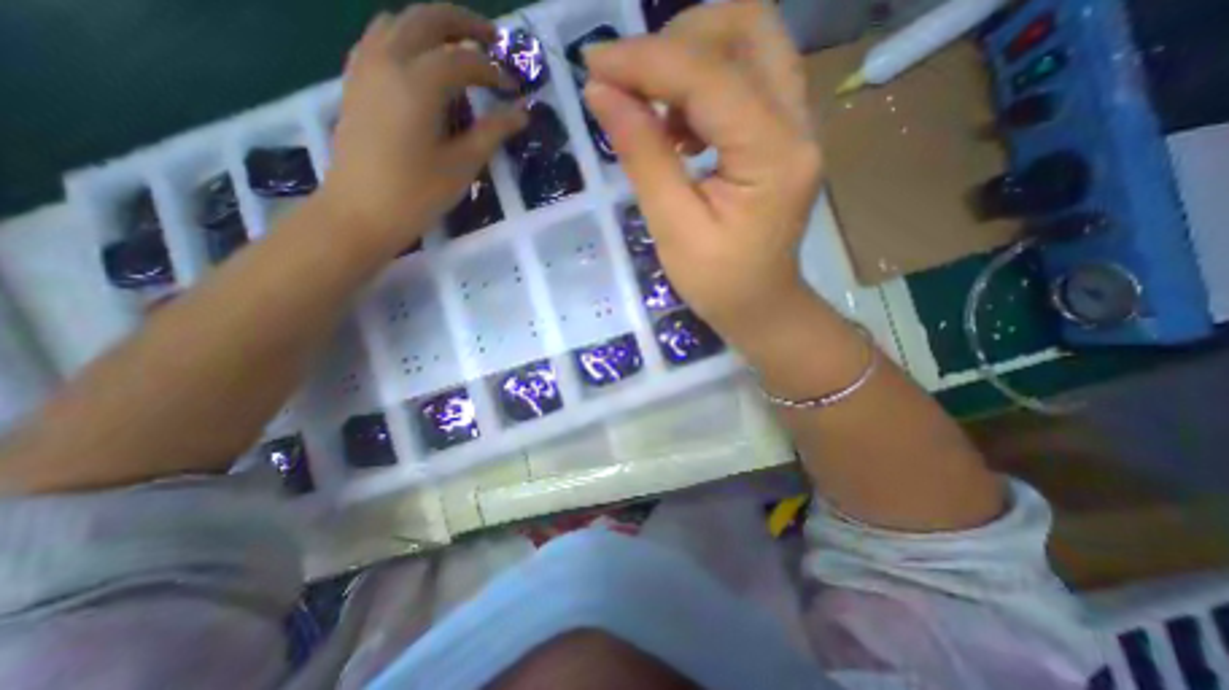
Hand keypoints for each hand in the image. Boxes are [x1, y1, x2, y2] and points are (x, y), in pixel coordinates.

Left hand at [317, 6, 524, 251]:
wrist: (359, 212)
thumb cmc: (416, 194)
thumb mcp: (462, 165)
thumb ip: (492, 133)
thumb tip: (521, 112)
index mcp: (417, 83)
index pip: (463, 59)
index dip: (494, 70)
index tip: (514, 88)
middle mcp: (387, 60)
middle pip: (427, 19)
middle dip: (465, 25)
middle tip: (494, 42)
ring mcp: (364, 66)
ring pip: (399, 23)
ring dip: (433, 27)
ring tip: (460, 50)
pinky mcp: (354, 81)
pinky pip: (380, 39)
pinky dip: (408, 39)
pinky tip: (423, 65)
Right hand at [586, 3, 824, 350]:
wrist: (761, 306)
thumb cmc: (718, 283)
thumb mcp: (673, 228)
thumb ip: (642, 156)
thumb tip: (602, 93)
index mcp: (772, 156)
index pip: (708, 76)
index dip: (645, 60)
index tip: (594, 66)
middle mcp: (798, 124)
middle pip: (748, 27)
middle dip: (678, 40)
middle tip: (634, 83)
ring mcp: (796, 125)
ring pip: (749, 44)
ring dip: (690, 59)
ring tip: (654, 112)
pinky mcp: (783, 133)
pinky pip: (746, 77)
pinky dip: (702, 84)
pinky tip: (679, 129)